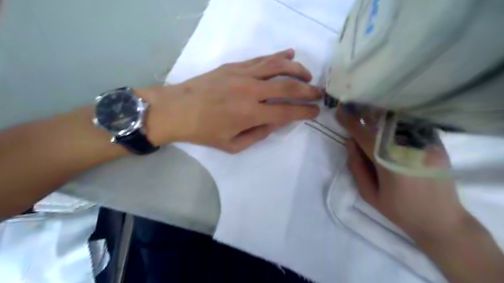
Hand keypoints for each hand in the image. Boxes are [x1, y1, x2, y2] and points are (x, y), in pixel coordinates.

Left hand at [138, 49, 317, 152]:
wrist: (177, 110)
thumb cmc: (204, 132)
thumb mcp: (232, 145)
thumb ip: (258, 135)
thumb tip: (275, 123)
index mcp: (250, 114)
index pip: (286, 112)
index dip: (304, 112)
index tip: (315, 111)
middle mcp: (251, 91)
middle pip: (288, 87)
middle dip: (308, 90)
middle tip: (319, 93)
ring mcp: (243, 75)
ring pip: (278, 66)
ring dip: (297, 70)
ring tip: (308, 75)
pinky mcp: (235, 66)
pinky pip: (261, 59)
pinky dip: (278, 56)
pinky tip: (289, 54)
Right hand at [336, 104, 469, 243]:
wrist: (442, 221)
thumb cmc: (400, 211)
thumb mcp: (370, 195)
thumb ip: (356, 167)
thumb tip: (349, 143)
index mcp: (389, 164)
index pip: (365, 136)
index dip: (350, 122)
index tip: (339, 111)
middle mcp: (408, 149)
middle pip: (382, 124)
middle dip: (364, 113)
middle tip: (352, 106)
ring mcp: (426, 144)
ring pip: (397, 121)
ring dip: (379, 115)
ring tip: (367, 111)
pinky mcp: (437, 144)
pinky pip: (411, 125)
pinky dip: (395, 120)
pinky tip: (387, 120)